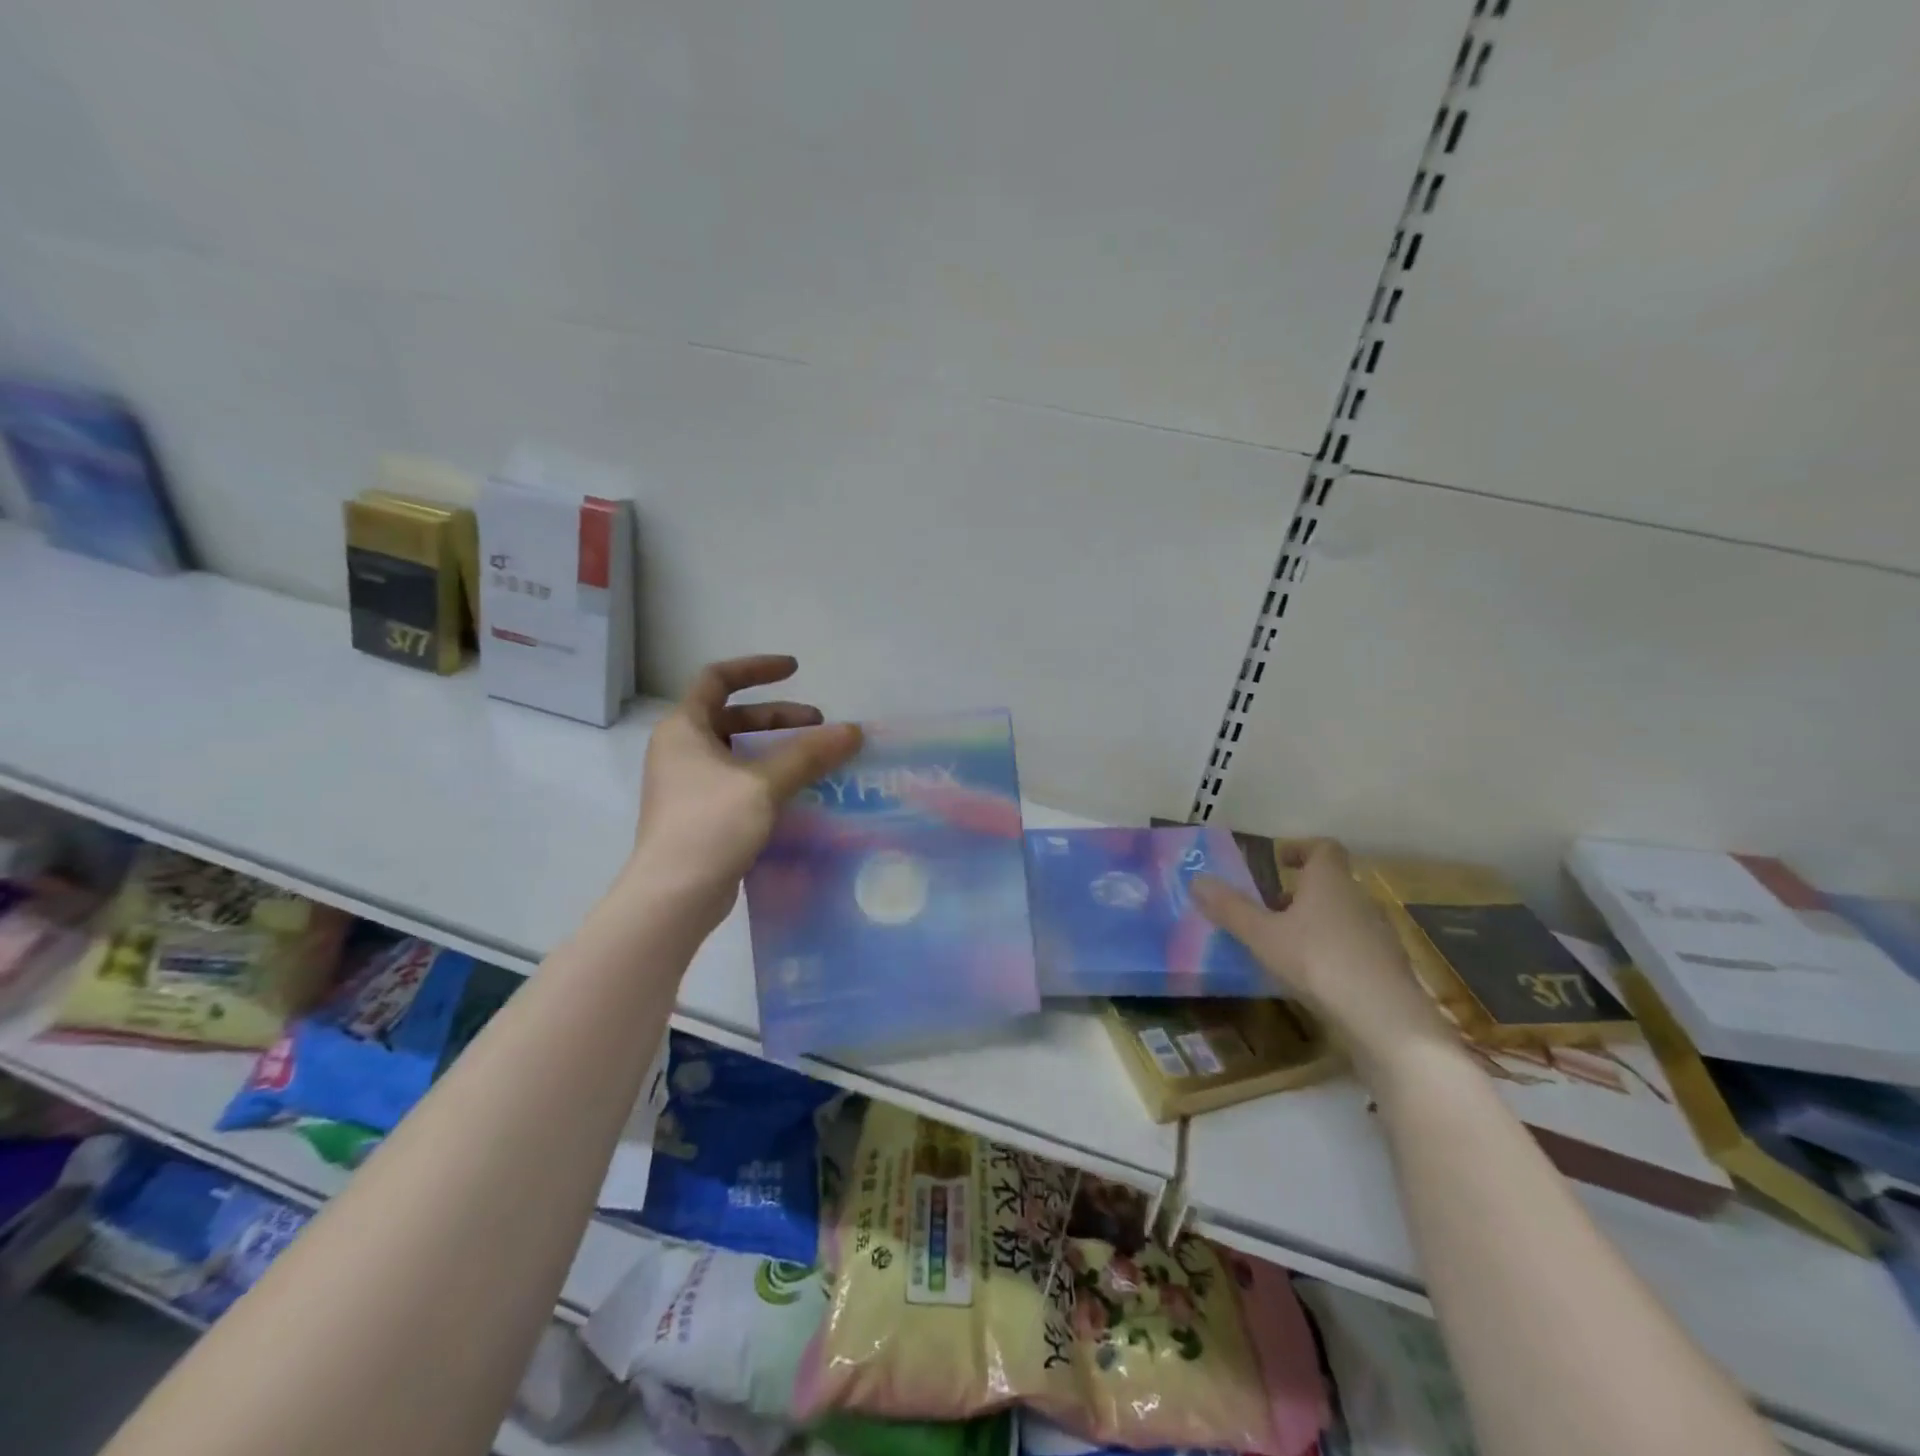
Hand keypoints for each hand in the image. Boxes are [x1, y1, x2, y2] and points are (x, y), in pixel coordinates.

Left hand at [627, 655, 861, 927]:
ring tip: (815, 760)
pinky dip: (768, 777)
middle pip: (732, 717)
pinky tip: (798, 793)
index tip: (795, 670)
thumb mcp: (763, 784)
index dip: (756, 668)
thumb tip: (853, 731)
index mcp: (683, 728)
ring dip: (776, 749)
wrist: (674, 896)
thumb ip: (809, 754)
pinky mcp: (701, 815)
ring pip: (738, 752)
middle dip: (778, 717)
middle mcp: (681, 751)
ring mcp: (688, 785)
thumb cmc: (710, 826)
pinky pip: (739, 782)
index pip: (717, 678)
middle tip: (819, 726)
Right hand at [1192, 839, 1464, 1092]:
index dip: (1300, 849)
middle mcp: (1359, 900)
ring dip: (1315, 923)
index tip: (1279, 860)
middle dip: (1300, 892)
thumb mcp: (1262, 935)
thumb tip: (1197, 879)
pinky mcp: (1387, 969)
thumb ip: (1230, 908)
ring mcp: (1379, 935)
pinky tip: (1312, 977)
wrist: (1386, 1021)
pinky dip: (1332, 951)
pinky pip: (1354, 947)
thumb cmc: (1318, 962)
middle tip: (1269, 908)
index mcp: (1330, 881)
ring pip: (1342, 916)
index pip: (1323, 848)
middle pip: (1331, 884)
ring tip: (1284, 945)